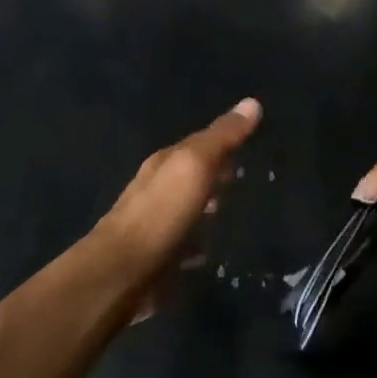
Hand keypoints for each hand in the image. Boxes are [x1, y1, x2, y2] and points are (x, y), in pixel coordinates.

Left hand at [93, 98, 262, 283]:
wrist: (121, 275)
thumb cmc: (161, 213)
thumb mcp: (194, 166)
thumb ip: (222, 138)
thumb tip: (252, 102)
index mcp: (164, 164)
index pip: (199, 143)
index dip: (225, 139)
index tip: (255, 138)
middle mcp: (158, 190)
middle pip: (192, 176)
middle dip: (218, 174)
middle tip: (252, 174)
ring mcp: (156, 227)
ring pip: (189, 210)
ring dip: (209, 208)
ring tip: (240, 212)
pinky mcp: (159, 261)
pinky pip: (187, 245)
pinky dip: (201, 243)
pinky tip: (216, 251)